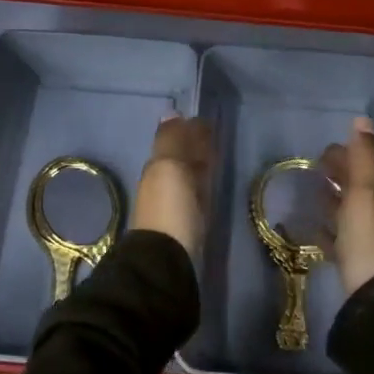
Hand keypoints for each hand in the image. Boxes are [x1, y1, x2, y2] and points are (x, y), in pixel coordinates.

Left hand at [131, 116, 212, 260]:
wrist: (168, 260)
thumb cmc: (170, 208)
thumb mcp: (169, 167)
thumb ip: (171, 140)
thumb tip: (171, 112)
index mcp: (155, 167)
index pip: (173, 140)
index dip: (188, 130)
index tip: (206, 121)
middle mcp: (162, 183)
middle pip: (181, 158)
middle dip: (194, 146)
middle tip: (214, 135)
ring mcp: (175, 205)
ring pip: (189, 176)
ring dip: (200, 164)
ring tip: (217, 155)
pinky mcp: (189, 224)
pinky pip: (196, 195)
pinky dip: (203, 184)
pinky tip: (211, 183)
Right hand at [318, 117, 373, 294]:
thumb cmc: (370, 239)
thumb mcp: (367, 192)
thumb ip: (364, 157)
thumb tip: (363, 120)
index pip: (370, 165)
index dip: (350, 154)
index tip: (324, 149)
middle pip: (361, 187)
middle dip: (341, 174)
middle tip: (315, 167)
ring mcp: (372, 240)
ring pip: (351, 212)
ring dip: (334, 199)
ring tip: (311, 192)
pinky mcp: (358, 263)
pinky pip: (340, 238)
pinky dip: (328, 228)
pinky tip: (312, 228)